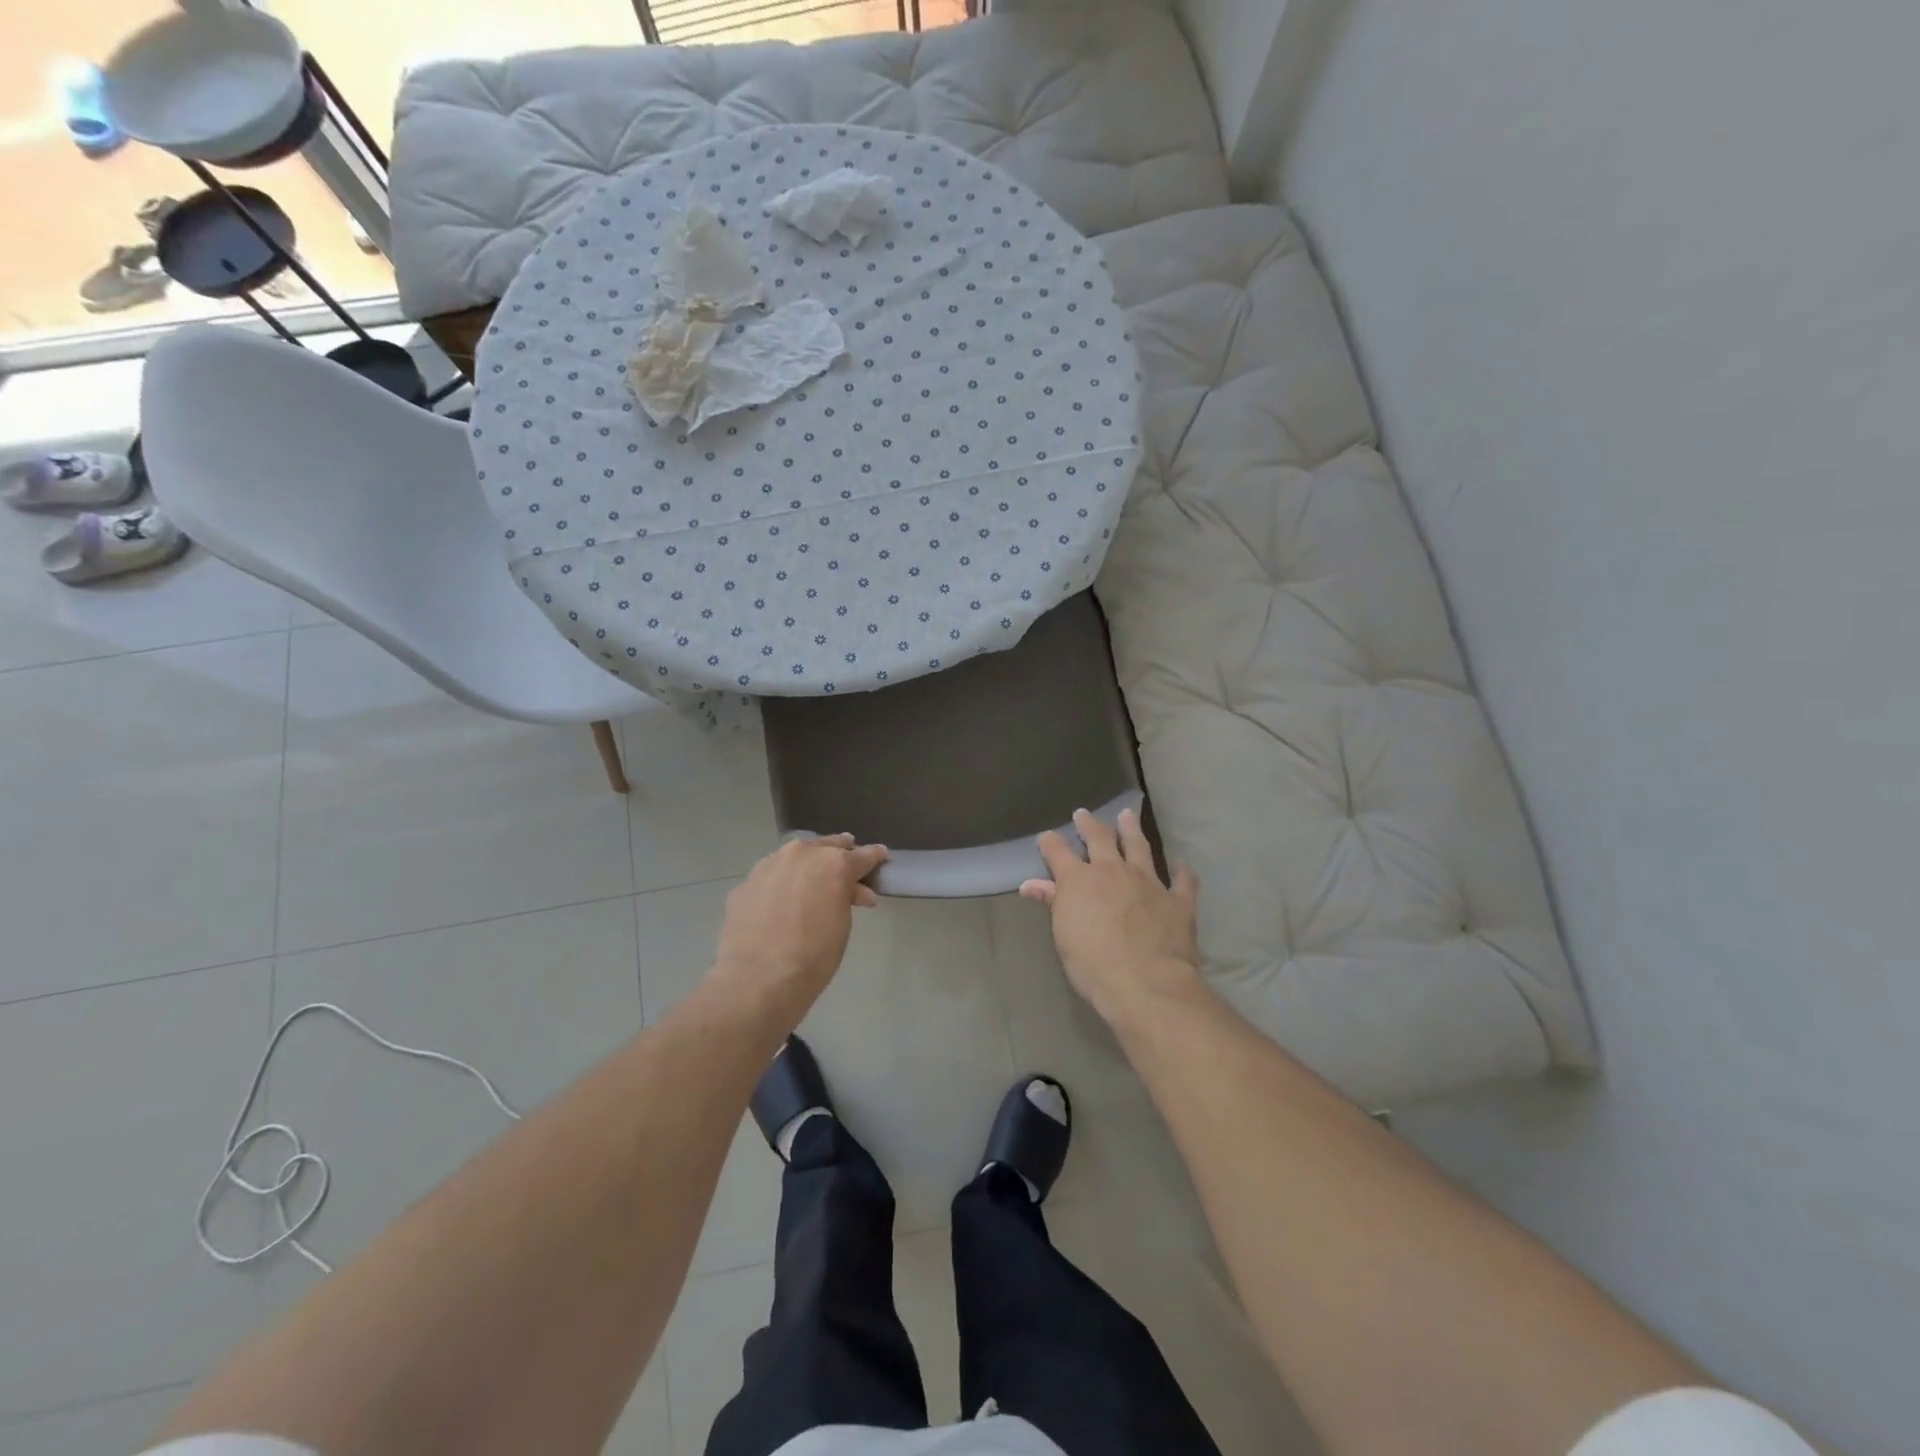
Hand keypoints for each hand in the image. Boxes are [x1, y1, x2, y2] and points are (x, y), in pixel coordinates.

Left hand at [711, 834, 887, 1023]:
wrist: (758, 979)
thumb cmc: (814, 955)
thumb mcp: (842, 925)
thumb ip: (846, 898)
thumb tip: (850, 891)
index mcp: (834, 863)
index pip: (862, 855)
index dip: (874, 857)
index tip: (880, 856)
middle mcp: (801, 854)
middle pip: (826, 846)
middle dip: (839, 853)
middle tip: (846, 864)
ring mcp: (769, 865)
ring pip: (794, 857)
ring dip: (807, 865)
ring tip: (811, 880)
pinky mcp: (745, 883)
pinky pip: (771, 877)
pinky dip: (780, 883)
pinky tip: (780, 901)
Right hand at [1020, 808, 1204, 1025]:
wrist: (1146, 983)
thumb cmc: (1093, 964)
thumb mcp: (1063, 935)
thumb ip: (1052, 903)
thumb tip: (1030, 884)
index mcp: (1080, 880)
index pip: (1059, 852)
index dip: (1050, 843)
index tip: (1046, 836)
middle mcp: (1113, 871)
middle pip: (1100, 839)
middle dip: (1090, 825)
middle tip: (1084, 814)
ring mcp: (1149, 882)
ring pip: (1139, 847)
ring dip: (1132, 830)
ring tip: (1128, 815)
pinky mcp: (1177, 900)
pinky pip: (1183, 880)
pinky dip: (1182, 872)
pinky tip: (1181, 866)